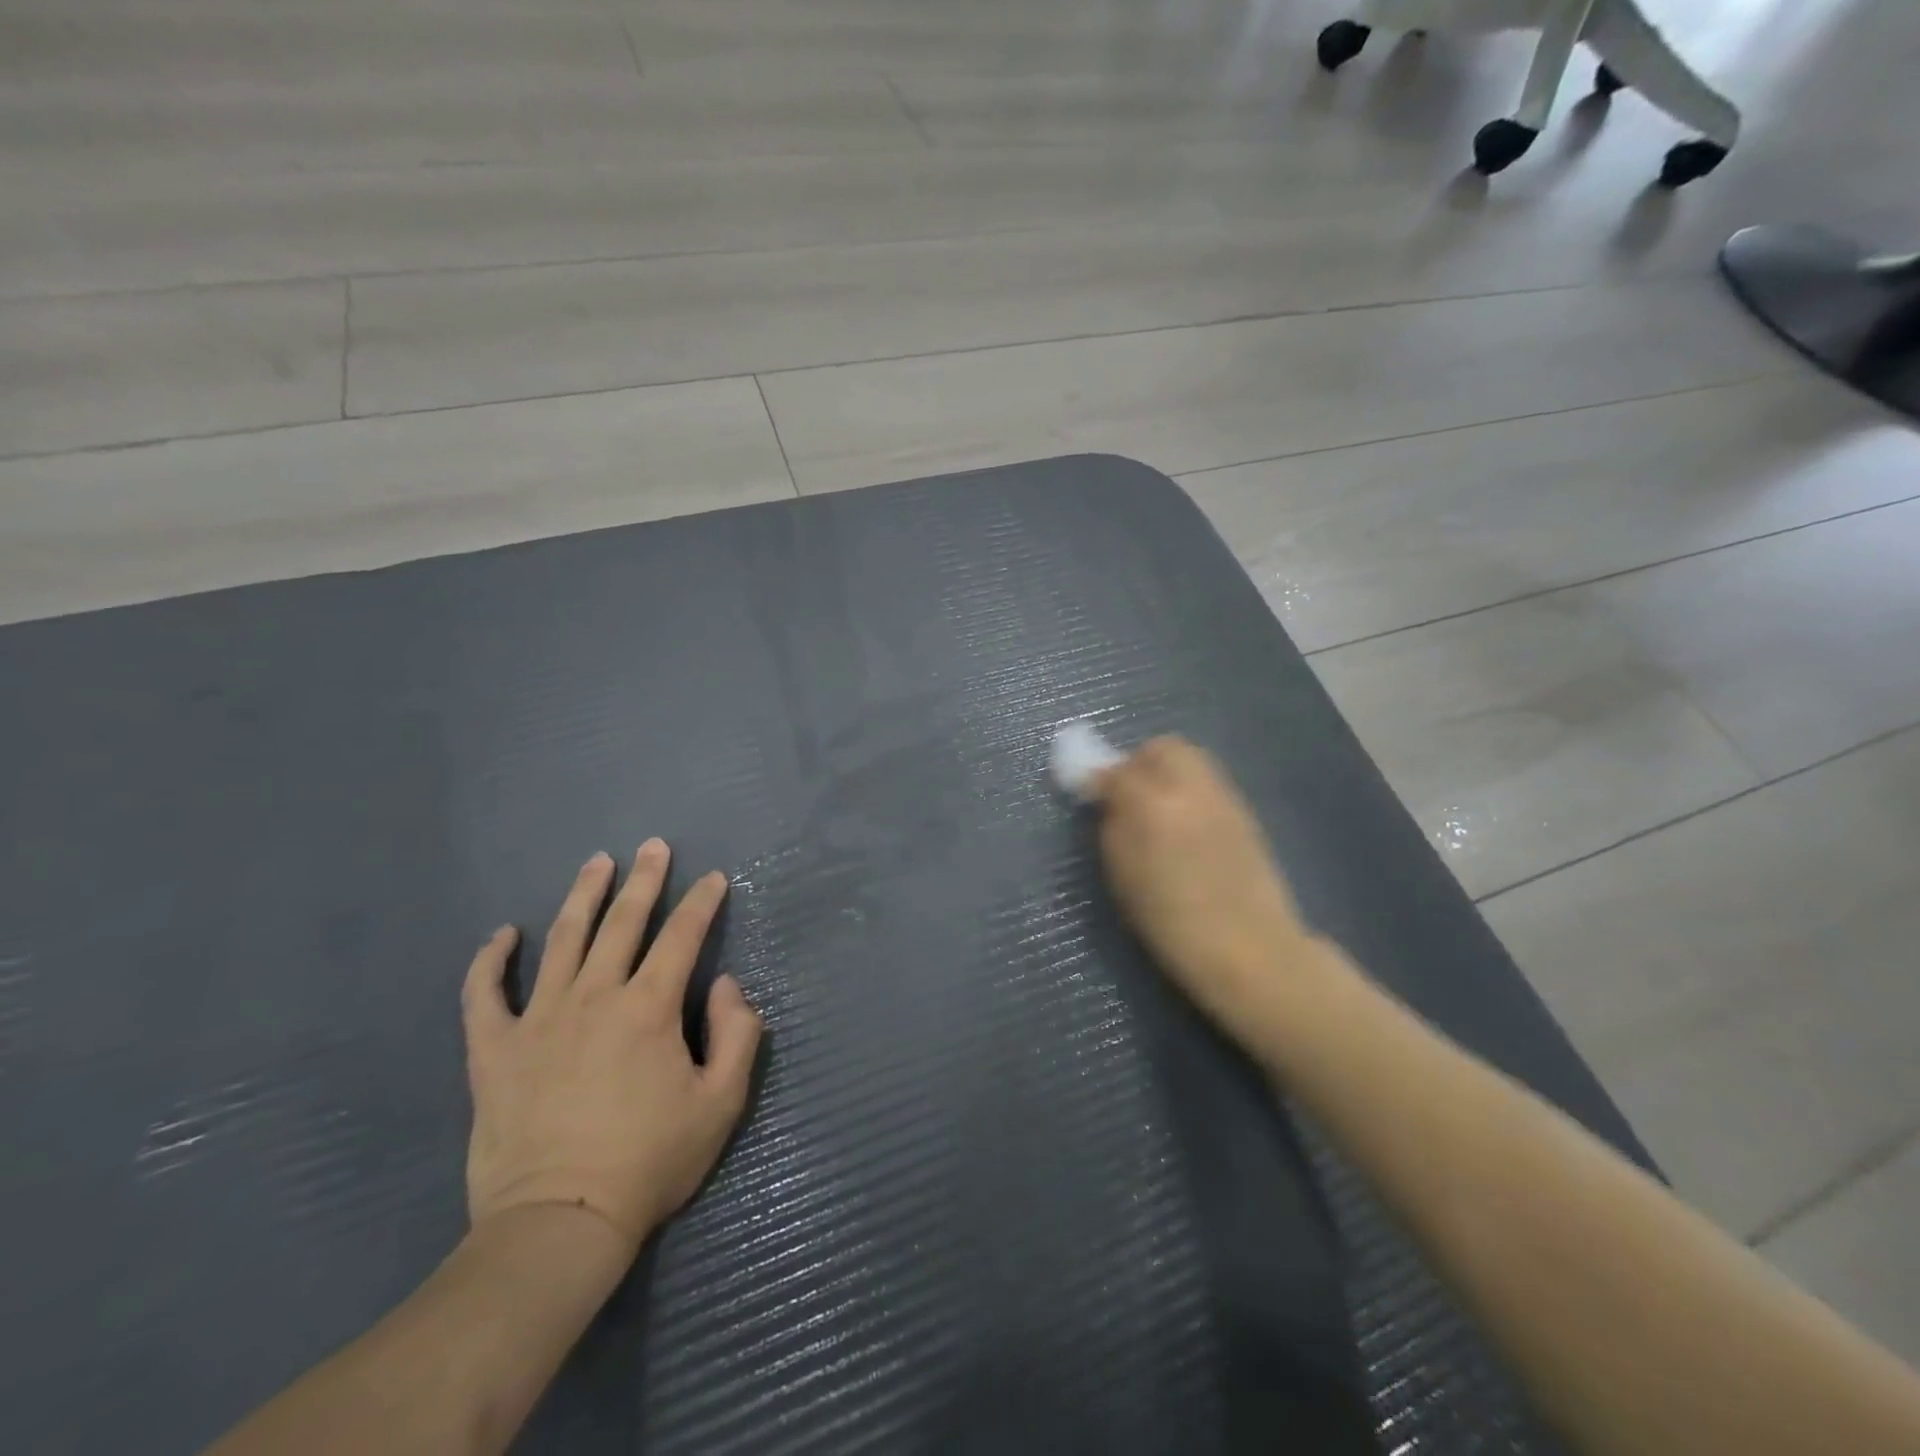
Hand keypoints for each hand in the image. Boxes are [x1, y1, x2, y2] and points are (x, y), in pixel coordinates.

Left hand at [461, 841, 762, 1262]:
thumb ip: (737, 1035)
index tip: (714, 878)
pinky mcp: (494, 1051)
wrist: (559, 1224)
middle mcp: (594, 997)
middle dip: (644, 880)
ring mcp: (538, 1020)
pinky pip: (484, 995)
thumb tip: (728, 985)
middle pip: (622, 923)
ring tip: (596, 863)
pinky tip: (502, 934)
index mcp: (650, 1007)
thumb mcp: (720, 1103)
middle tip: (653, 845)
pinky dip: (490, 961)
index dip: (702, 903)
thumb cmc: (649, 1162)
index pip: (682, 937)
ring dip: (582, 896)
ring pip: (562, 941)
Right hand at [1089, 737, 1334, 1058]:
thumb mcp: (1123, 877)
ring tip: (1157, 810)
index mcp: (1153, 805)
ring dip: (1167, 774)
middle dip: (1139, 763)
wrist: (1250, 950)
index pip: (1117, 770)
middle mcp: (1191, 788)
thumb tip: (1108, 799)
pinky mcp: (1245, 814)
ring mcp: (1224, 798)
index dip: (1098, 779)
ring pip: (1191, 760)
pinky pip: (1210, 784)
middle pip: (1163, 748)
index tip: (1091, 796)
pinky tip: (1186, 826)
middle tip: (1128, 795)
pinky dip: (1190, 792)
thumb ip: (1113, 827)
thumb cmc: (1172, 924)